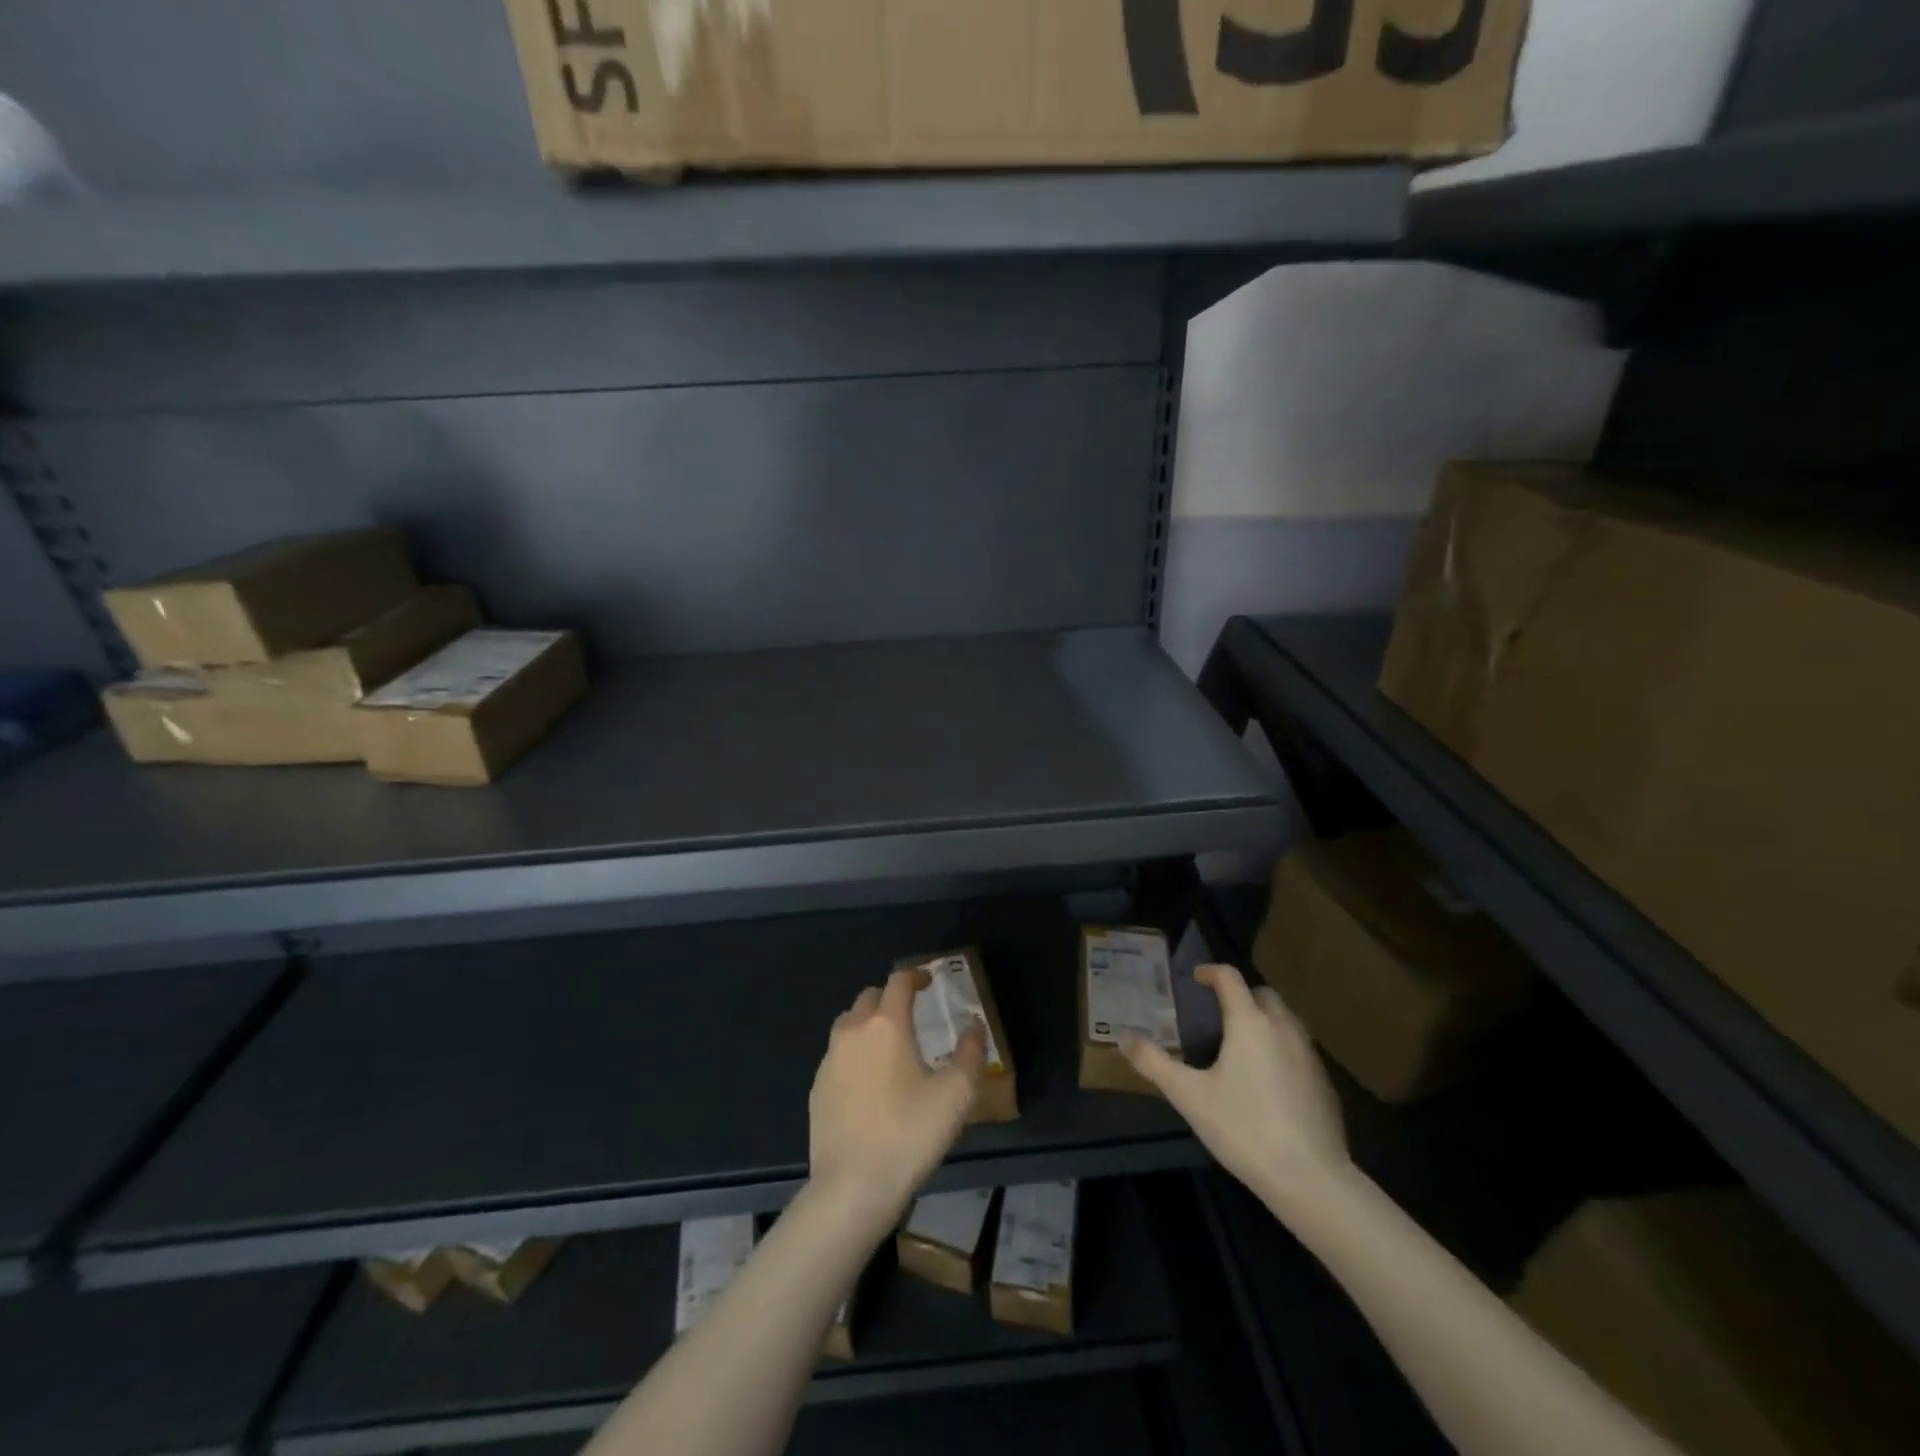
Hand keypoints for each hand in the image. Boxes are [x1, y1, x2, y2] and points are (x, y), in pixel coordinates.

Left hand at [808, 968, 984, 1235]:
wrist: (852, 1187)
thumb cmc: (909, 1134)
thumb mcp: (956, 1095)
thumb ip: (970, 1053)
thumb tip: (973, 1026)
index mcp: (887, 1024)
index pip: (899, 981)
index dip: (916, 975)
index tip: (930, 981)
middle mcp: (853, 1031)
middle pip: (870, 997)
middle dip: (891, 997)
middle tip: (912, 1015)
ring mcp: (830, 1059)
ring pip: (849, 1023)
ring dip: (869, 1022)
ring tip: (889, 1045)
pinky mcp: (817, 1087)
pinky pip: (837, 1054)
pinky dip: (854, 1052)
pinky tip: (868, 1081)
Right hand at [1122, 963, 1349, 1209]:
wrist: (1312, 1179)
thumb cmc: (1244, 1129)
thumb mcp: (1189, 1096)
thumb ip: (1154, 1063)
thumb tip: (1123, 1037)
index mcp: (1249, 1023)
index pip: (1230, 978)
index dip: (1210, 972)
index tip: (1195, 978)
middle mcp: (1283, 1028)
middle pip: (1262, 994)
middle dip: (1240, 994)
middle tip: (1217, 1011)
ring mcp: (1309, 1055)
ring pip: (1285, 1020)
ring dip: (1263, 1018)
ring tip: (1240, 1042)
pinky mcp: (1324, 1082)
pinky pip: (1298, 1047)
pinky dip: (1280, 1046)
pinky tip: (1267, 1078)